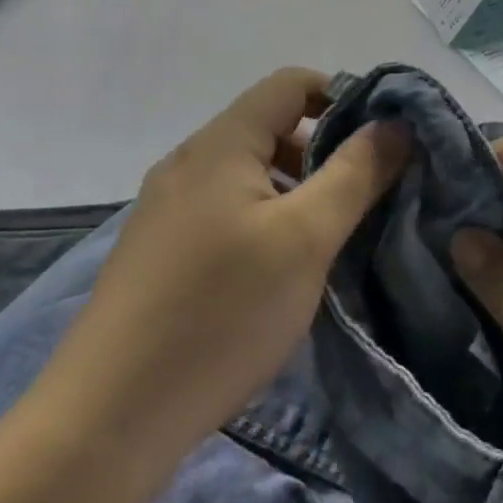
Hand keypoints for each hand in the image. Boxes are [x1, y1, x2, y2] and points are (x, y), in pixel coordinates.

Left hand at [41, 68, 408, 461]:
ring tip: (329, 238)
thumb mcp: (305, 238)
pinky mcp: (159, 252)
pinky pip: (226, 211)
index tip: (382, 140)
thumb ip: (355, 173)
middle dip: (325, 151)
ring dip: (297, 190)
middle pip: (270, 127)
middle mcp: (188, 163)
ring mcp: (167, 209)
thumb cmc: (220, 312)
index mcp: (219, 144)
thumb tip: (395, 123)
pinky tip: (281, 272)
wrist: (107, 419)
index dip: (343, 96)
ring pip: (249, 174)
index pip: (291, 84)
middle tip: (365, 196)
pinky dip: (265, 220)